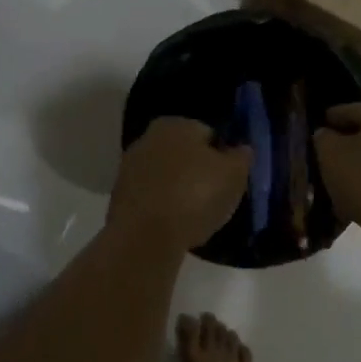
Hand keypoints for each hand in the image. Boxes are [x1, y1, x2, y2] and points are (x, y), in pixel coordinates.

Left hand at [108, 117, 252, 251]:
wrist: (145, 238)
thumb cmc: (195, 196)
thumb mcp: (234, 175)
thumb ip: (241, 157)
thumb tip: (241, 149)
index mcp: (176, 124)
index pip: (208, 133)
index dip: (223, 156)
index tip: (230, 178)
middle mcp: (148, 138)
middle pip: (184, 154)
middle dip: (198, 171)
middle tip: (215, 197)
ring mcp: (129, 168)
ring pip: (166, 176)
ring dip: (179, 190)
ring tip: (196, 216)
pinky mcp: (119, 197)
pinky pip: (151, 198)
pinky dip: (163, 207)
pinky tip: (175, 226)